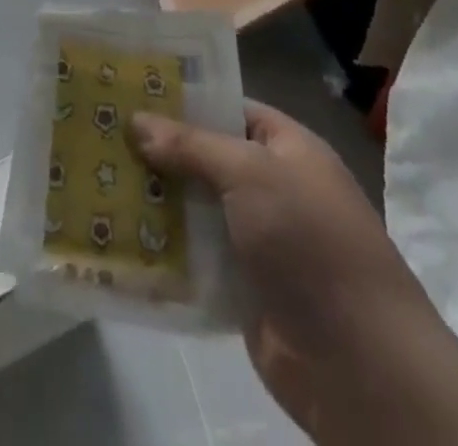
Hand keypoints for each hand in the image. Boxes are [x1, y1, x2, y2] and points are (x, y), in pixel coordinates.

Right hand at [132, 101, 457, 445]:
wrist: (362, 366)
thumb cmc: (310, 242)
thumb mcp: (250, 174)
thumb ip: (191, 145)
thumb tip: (136, 120)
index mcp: (287, 148)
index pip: (228, 107)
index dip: (183, 98)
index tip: (131, 90)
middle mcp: (272, 188)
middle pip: (205, 157)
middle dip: (157, 149)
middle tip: (100, 131)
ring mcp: (258, 240)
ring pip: (194, 206)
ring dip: (154, 198)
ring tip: (95, 177)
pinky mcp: (242, 288)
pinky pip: (194, 256)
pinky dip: (163, 247)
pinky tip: (117, 233)